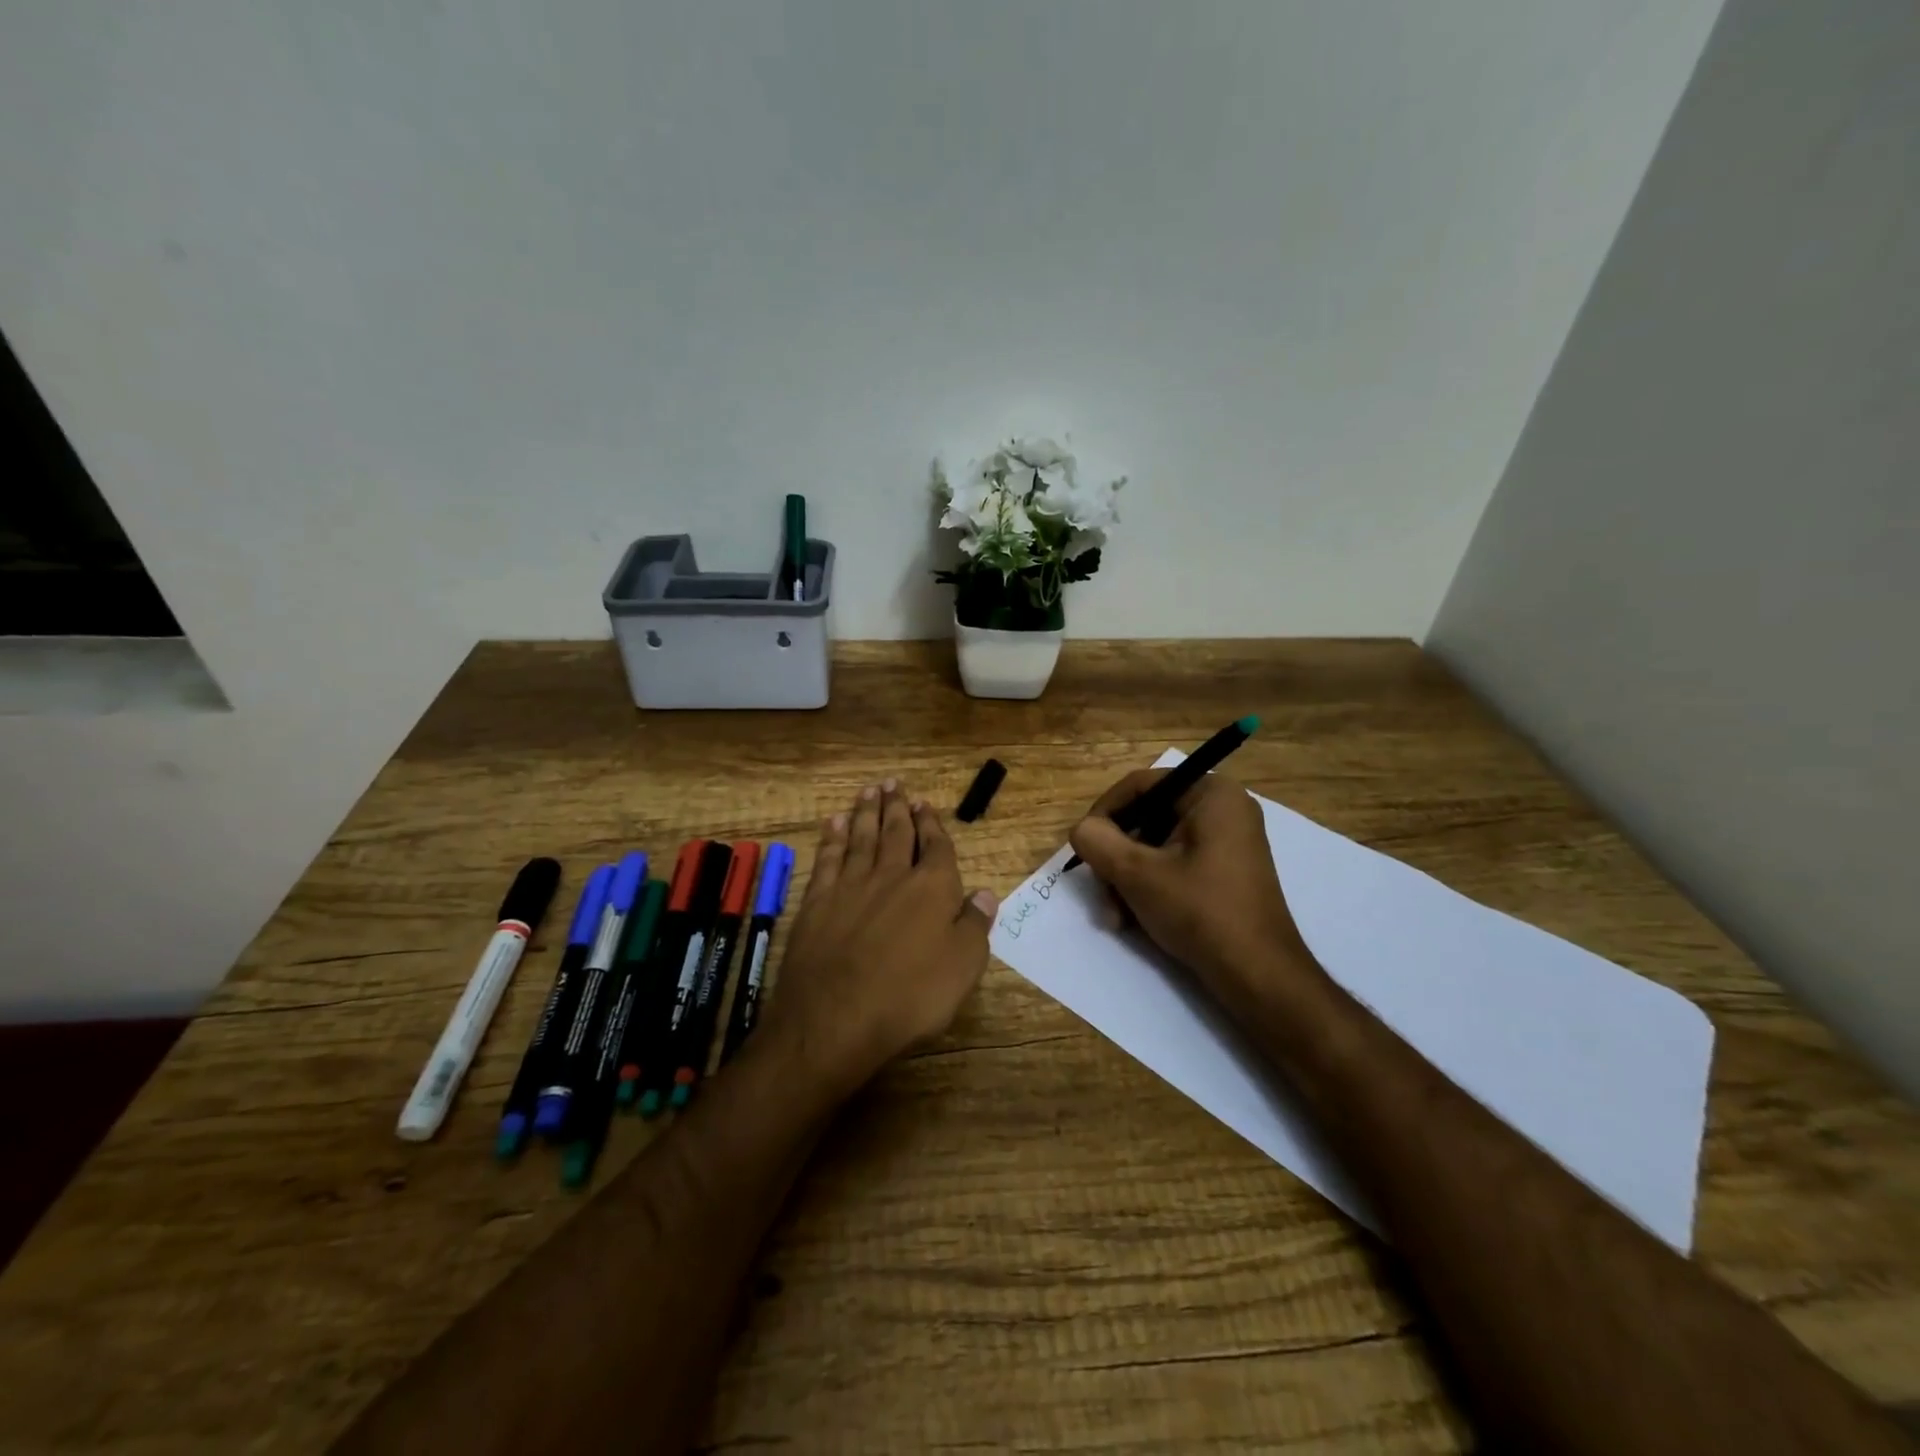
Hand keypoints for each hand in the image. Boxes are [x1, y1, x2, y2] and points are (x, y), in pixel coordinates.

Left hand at [763, 780, 996, 1094]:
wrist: (836, 1018)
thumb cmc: (910, 997)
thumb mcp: (962, 967)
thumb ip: (974, 925)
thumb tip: (984, 893)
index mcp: (932, 888)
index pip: (935, 846)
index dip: (931, 824)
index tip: (925, 804)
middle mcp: (892, 876)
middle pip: (895, 832)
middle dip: (897, 807)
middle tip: (893, 784)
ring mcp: (851, 885)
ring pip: (861, 837)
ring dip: (866, 812)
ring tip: (868, 791)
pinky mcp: (818, 901)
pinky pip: (828, 858)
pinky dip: (832, 838)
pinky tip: (834, 823)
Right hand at [1068, 770, 1319, 1005]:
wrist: (1257, 975)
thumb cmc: (1200, 911)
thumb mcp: (1137, 873)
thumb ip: (1098, 841)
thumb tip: (1082, 831)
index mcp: (1211, 794)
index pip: (1140, 785)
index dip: (1104, 812)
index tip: (1084, 845)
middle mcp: (1222, 809)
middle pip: (1146, 818)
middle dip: (1116, 858)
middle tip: (1101, 891)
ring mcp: (1226, 842)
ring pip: (1155, 847)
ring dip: (1126, 879)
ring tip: (1115, 917)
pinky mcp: (1223, 872)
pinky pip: (1173, 865)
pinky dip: (1149, 888)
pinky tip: (1132, 920)